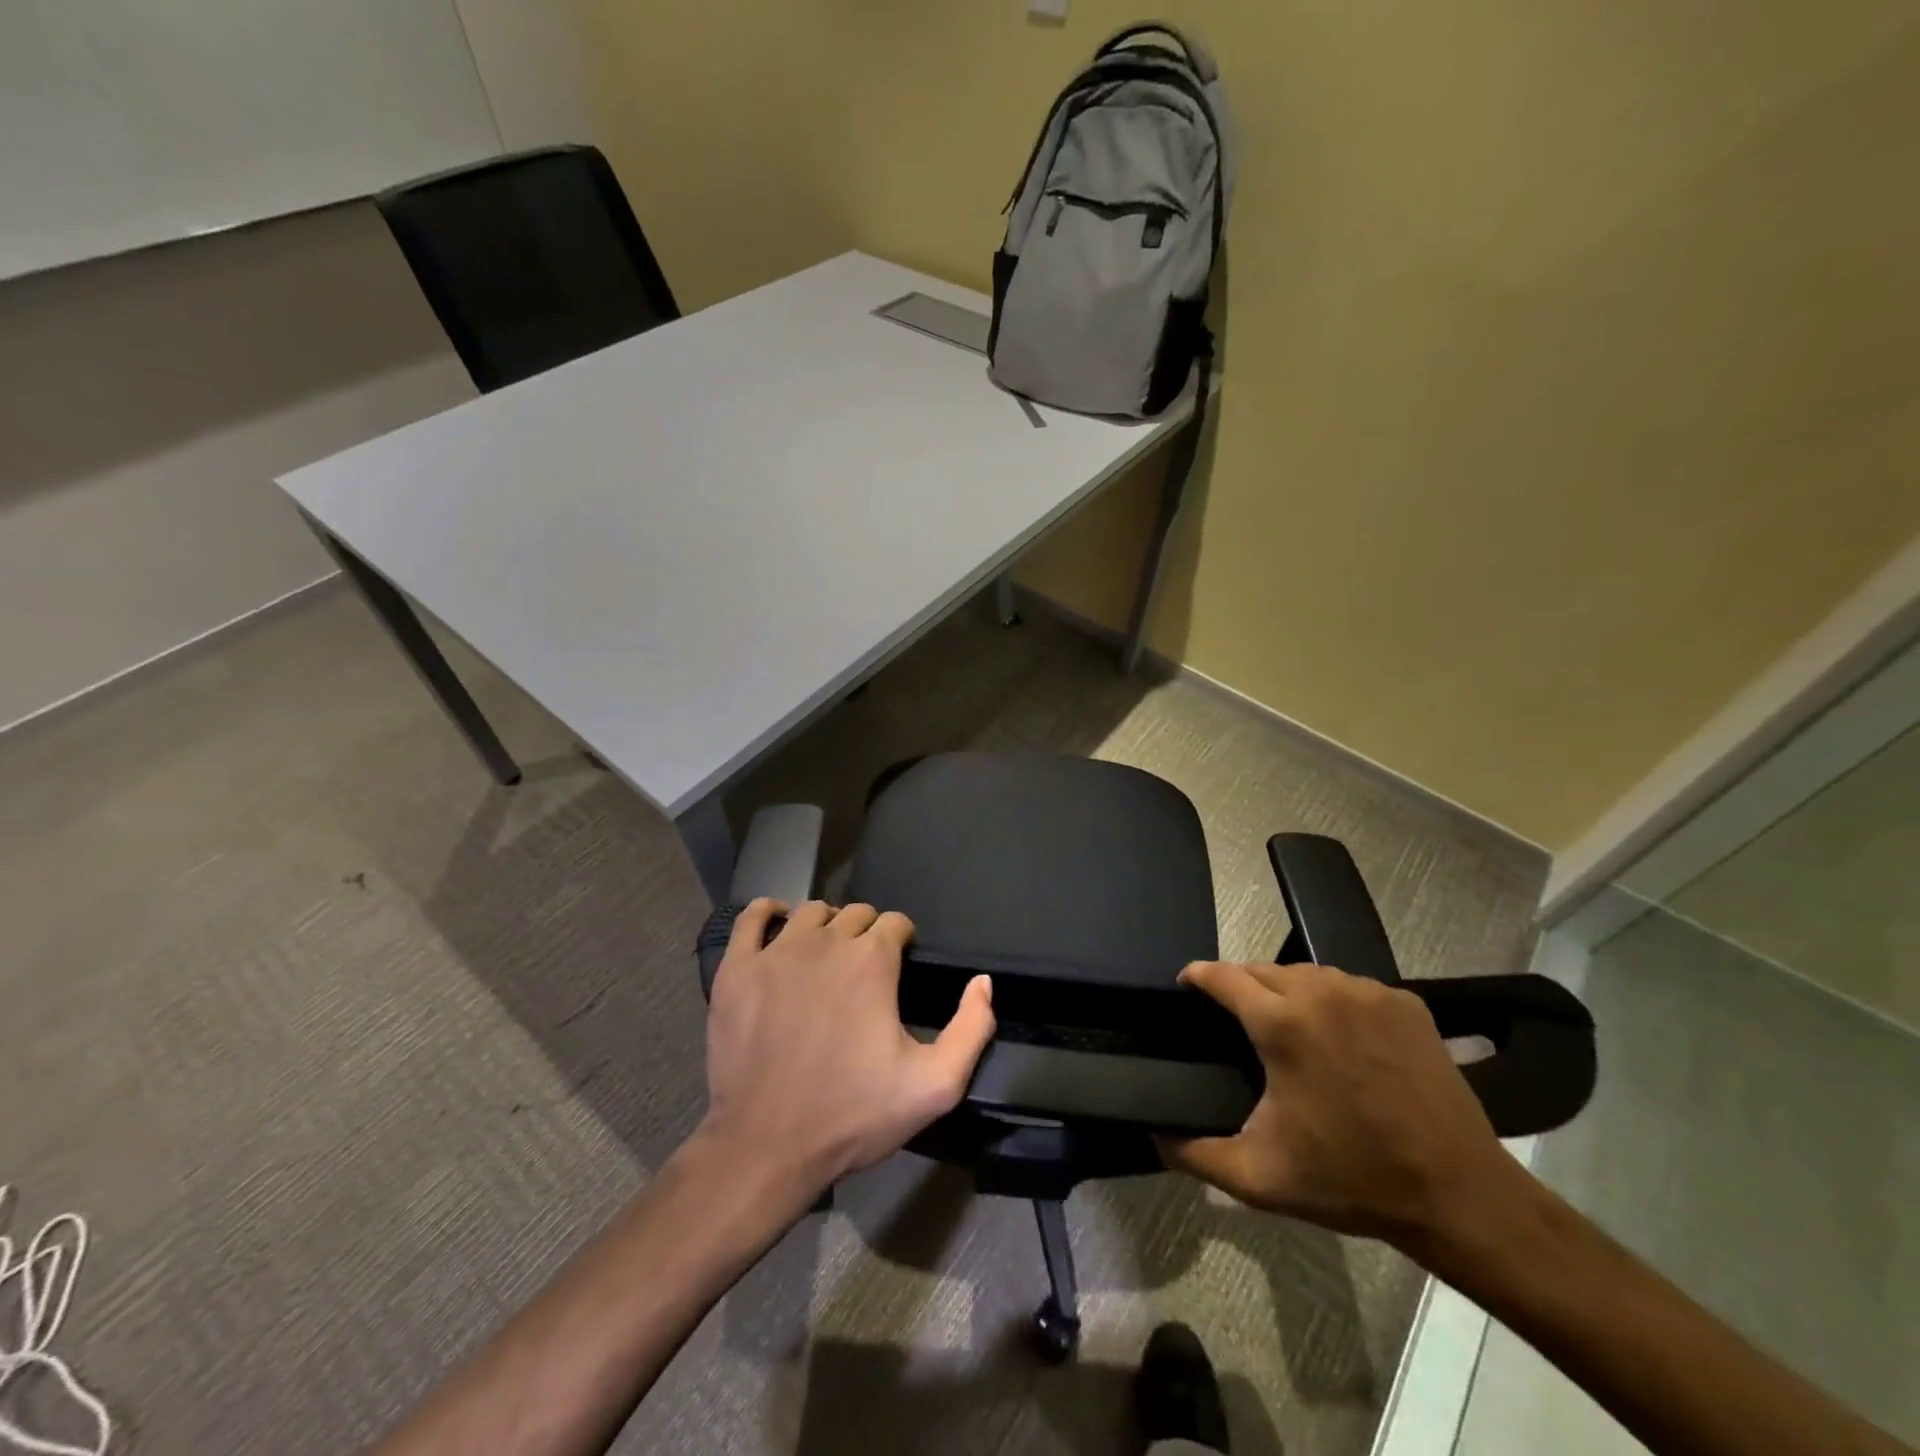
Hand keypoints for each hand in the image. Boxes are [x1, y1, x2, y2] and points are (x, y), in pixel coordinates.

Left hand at [701, 899, 995, 1195]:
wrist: (767, 1146)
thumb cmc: (853, 1115)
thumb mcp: (935, 1084)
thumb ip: (972, 1028)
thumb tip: (983, 982)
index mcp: (872, 961)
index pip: (895, 922)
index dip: (902, 941)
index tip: (898, 968)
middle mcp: (825, 942)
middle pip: (855, 914)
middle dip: (866, 933)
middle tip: (864, 970)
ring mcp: (776, 952)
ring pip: (809, 912)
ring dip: (825, 925)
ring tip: (825, 955)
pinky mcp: (737, 969)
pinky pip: (751, 918)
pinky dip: (767, 914)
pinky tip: (777, 926)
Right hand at [1159, 960, 1514, 1250]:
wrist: (1460, 1196)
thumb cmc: (1351, 1180)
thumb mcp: (1258, 1178)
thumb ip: (1194, 1154)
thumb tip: (1152, 1134)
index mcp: (1282, 1024)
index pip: (1222, 975)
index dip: (1197, 976)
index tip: (1185, 986)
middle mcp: (1322, 992)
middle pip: (1262, 969)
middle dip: (1241, 985)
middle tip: (1235, 1019)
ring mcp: (1369, 993)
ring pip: (1308, 973)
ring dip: (1287, 990)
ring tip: (1285, 1024)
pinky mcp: (1405, 1002)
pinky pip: (1351, 987)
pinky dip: (1334, 1001)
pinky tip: (1339, 1035)